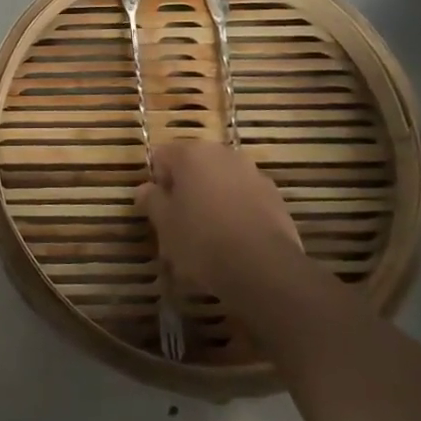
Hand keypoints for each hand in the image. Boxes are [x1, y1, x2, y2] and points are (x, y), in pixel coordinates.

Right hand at [137, 141, 302, 295]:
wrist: (263, 268)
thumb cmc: (202, 240)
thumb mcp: (164, 224)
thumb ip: (151, 200)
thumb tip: (146, 189)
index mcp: (191, 153)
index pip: (161, 157)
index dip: (157, 182)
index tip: (159, 210)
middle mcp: (223, 154)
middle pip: (194, 167)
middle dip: (186, 189)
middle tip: (180, 223)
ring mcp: (253, 173)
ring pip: (221, 182)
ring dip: (212, 199)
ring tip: (209, 236)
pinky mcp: (275, 197)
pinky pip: (245, 199)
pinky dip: (236, 212)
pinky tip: (234, 241)